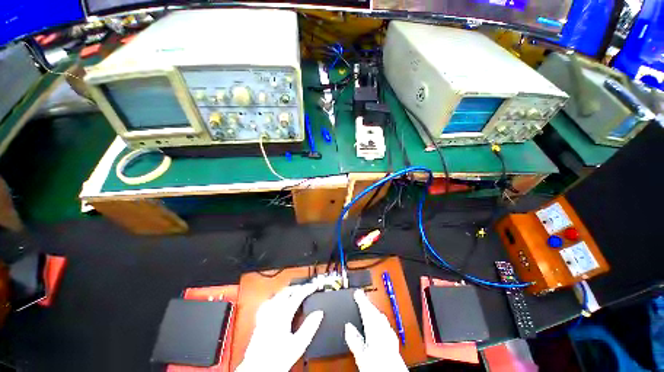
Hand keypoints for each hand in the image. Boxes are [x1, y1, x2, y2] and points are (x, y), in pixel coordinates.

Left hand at [236, 284, 323, 371]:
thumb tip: (319, 313)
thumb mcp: (298, 345)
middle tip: (307, 288)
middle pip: (286, 291)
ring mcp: (265, 315)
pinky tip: (277, 300)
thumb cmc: (277, 359)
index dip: (308, 289)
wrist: (257, 370)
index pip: (298, 295)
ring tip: (295, 291)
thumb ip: (309, 327)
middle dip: (298, 287)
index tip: (314, 286)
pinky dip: (275, 298)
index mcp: (283, 315)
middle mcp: (273, 311)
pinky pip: (267, 303)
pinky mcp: (259, 321)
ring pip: (277, 295)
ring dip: (287, 291)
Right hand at [345, 290, 407, 371]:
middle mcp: (384, 330)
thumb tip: (348, 327)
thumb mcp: (361, 356)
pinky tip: (379, 320)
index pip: (367, 310)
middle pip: (375, 311)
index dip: (361, 300)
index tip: (357, 292)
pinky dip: (379, 318)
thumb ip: (354, 340)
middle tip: (361, 297)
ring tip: (367, 306)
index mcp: (375, 330)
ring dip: (373, 309)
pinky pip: (385, 323)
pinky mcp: (394, 340)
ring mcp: (390, 334)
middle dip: (368, 303)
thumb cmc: (378, 367)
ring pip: (380, 316)